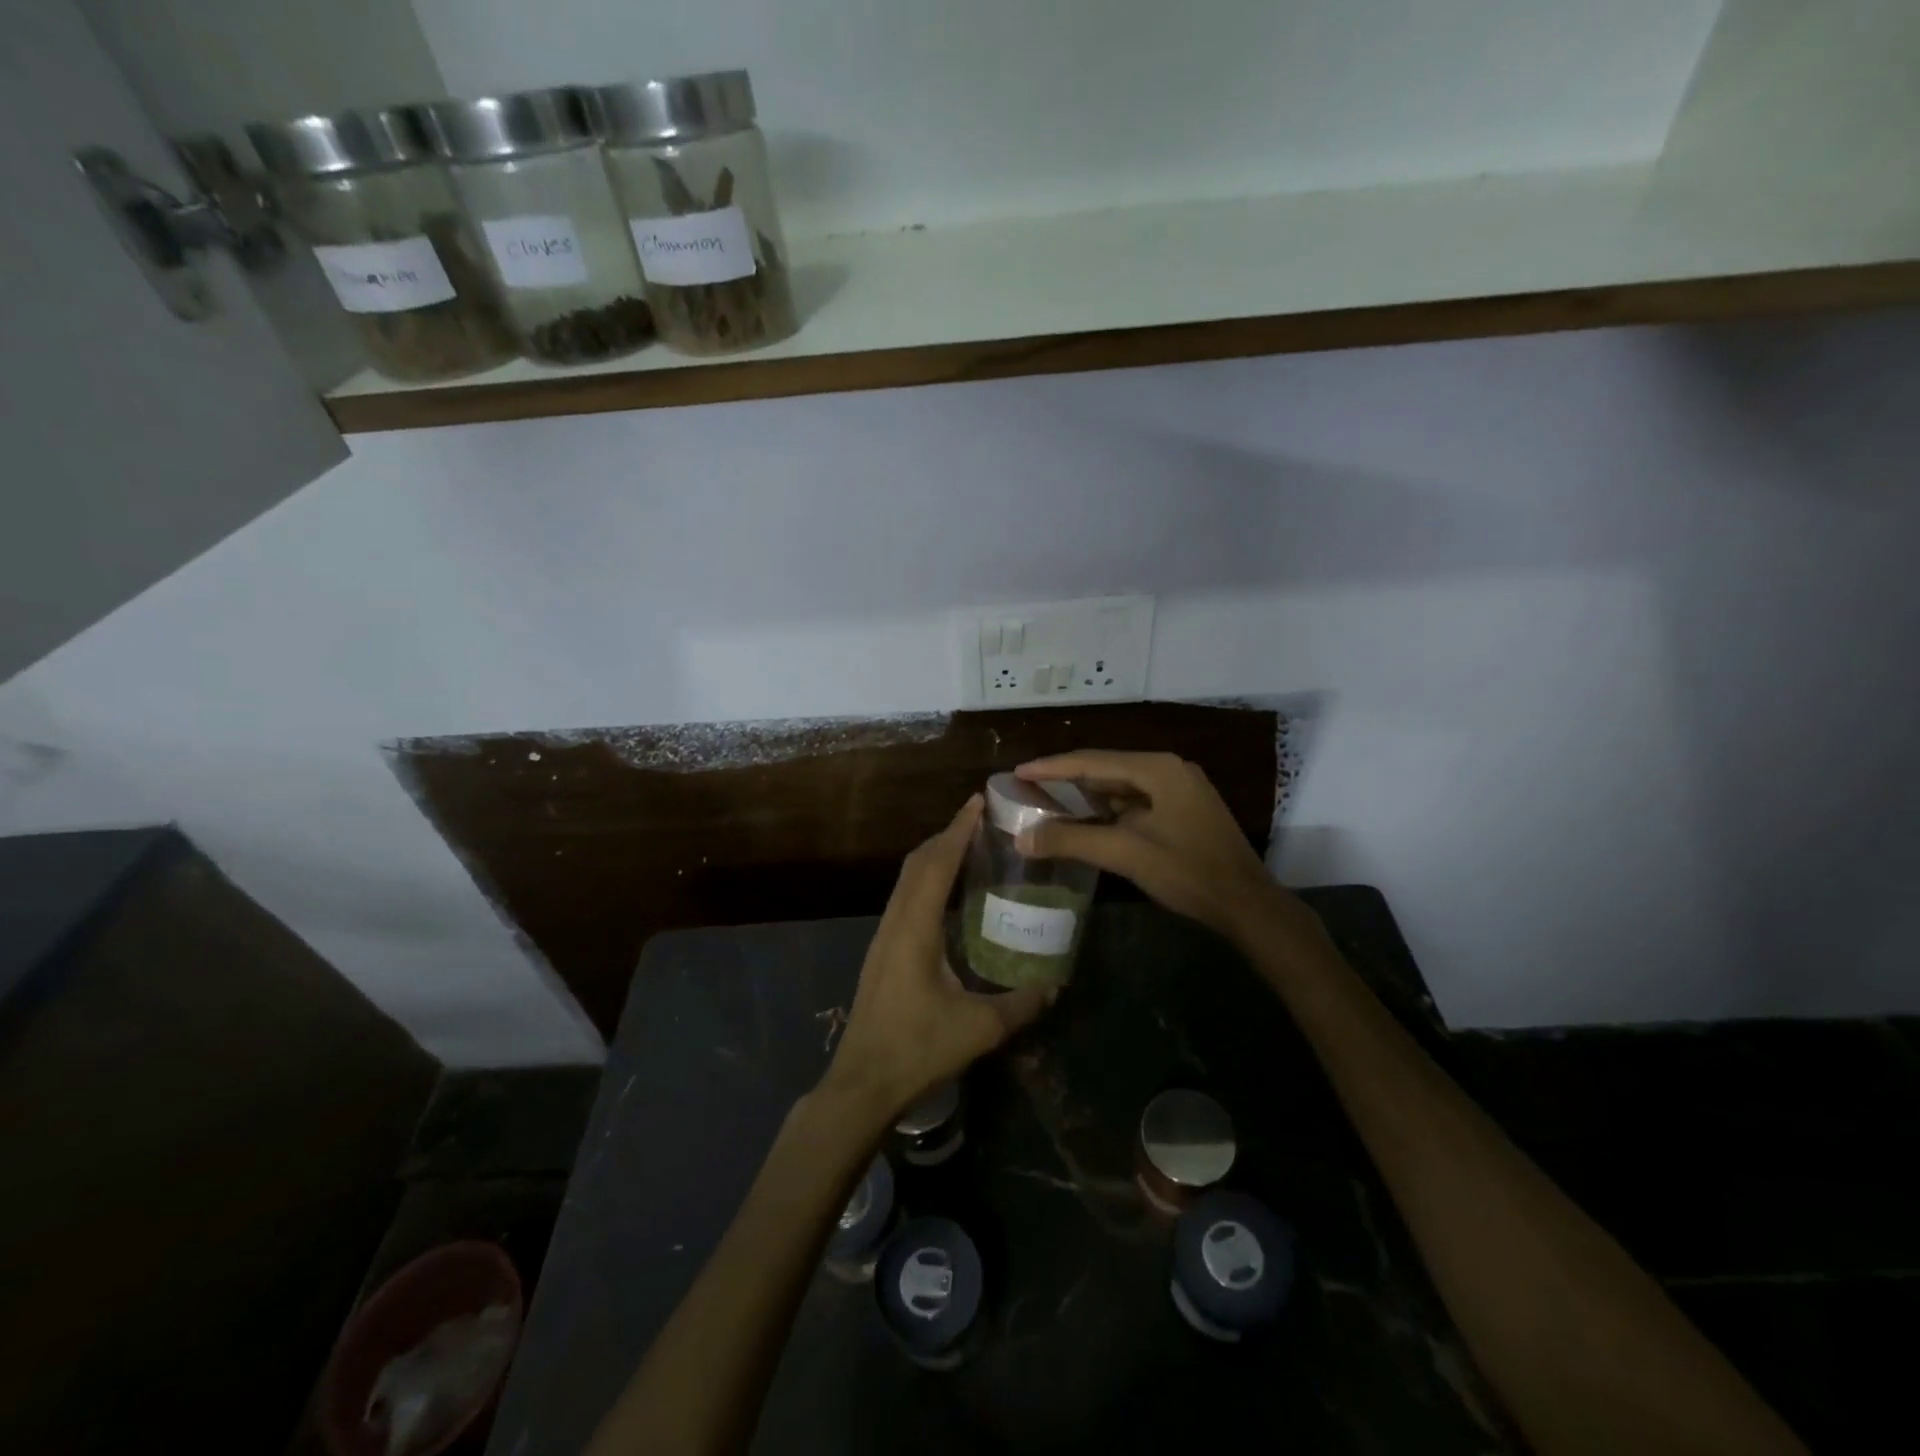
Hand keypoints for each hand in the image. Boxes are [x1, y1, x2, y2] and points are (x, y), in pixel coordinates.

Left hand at [821, 796, 1051, 1119]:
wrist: (863, 1081)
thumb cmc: (918, 1049)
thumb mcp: (979, 1028)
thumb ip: (1021, 1004)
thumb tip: (1055, 985)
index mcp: (915, 928)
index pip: (937, 864)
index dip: (957, 830)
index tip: (978, 803)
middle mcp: (895, 922)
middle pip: (917, 863)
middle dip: (947, 835)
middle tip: (981, 822)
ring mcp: (884, 935)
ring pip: (907, 879)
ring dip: (935, 856)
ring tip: (968, 848)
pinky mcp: (882, 951)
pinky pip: (904, 897)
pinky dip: (926, 879)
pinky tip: (948, 895)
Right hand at [1016, 750, 1318, 948]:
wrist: (1247, 905)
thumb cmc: (1188, 872)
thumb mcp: (1125, 853)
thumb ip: (1071, 840)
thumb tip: (1021, 839)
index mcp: (1158, 769)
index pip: (1093, 761)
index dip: (1052, 767)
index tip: (1018, 771)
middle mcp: (1169, 770)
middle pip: (1106, 768)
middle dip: (1066, 778)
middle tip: (1028, 786)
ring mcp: (1180, 789)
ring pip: (1121, 786)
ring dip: (1087, 794)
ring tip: (1049, 800)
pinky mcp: (1184, 810)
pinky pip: (1135, 801)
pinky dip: (1108, 809)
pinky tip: (1087, 819)